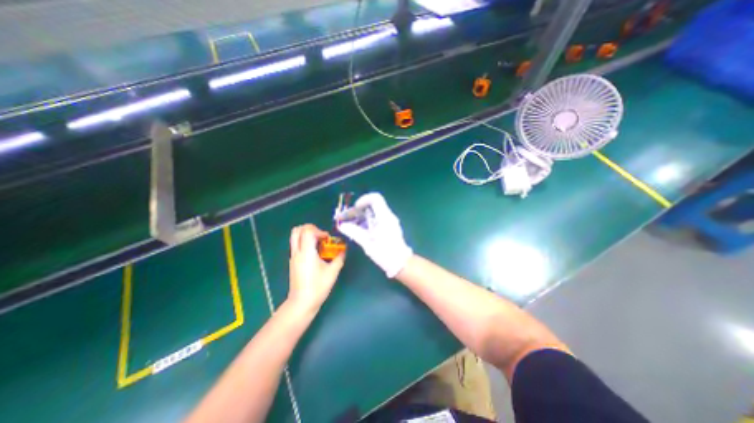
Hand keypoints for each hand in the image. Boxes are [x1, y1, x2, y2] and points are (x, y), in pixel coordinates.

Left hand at [286, 224, 343, 313]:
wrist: (301, 303)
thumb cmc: (318, 287)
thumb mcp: (333, 272)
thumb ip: (339, 258)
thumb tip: (343, 250)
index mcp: (307, 252)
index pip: (308, 231)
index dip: (319, 230)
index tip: (327, 239)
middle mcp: (297, 252)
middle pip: (297, 230)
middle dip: (310, 228)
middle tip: (320, 235)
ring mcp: (293, 257)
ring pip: (295, 237)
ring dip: (307, 235)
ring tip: (318, 243)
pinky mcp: (293, 262)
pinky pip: (297, 245)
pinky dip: (305, 243)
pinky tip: (315, 253)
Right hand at [338, 192, 414, 277]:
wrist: (401, 263)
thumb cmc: (385, 253)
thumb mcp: (367, 243)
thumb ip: (354, 232)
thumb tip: (342, 225)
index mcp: (384, 216)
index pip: (375, 198)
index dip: (363, 200)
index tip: (354, 209)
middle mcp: (388, 216)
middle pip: (371, 206)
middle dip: (357, 210)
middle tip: (345, 218)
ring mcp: (389, 222)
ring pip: (372, 213)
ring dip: (360, 217)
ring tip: (347, 224)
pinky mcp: (388, 228)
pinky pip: (375, 220)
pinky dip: (365, 222)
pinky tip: (356, 230)